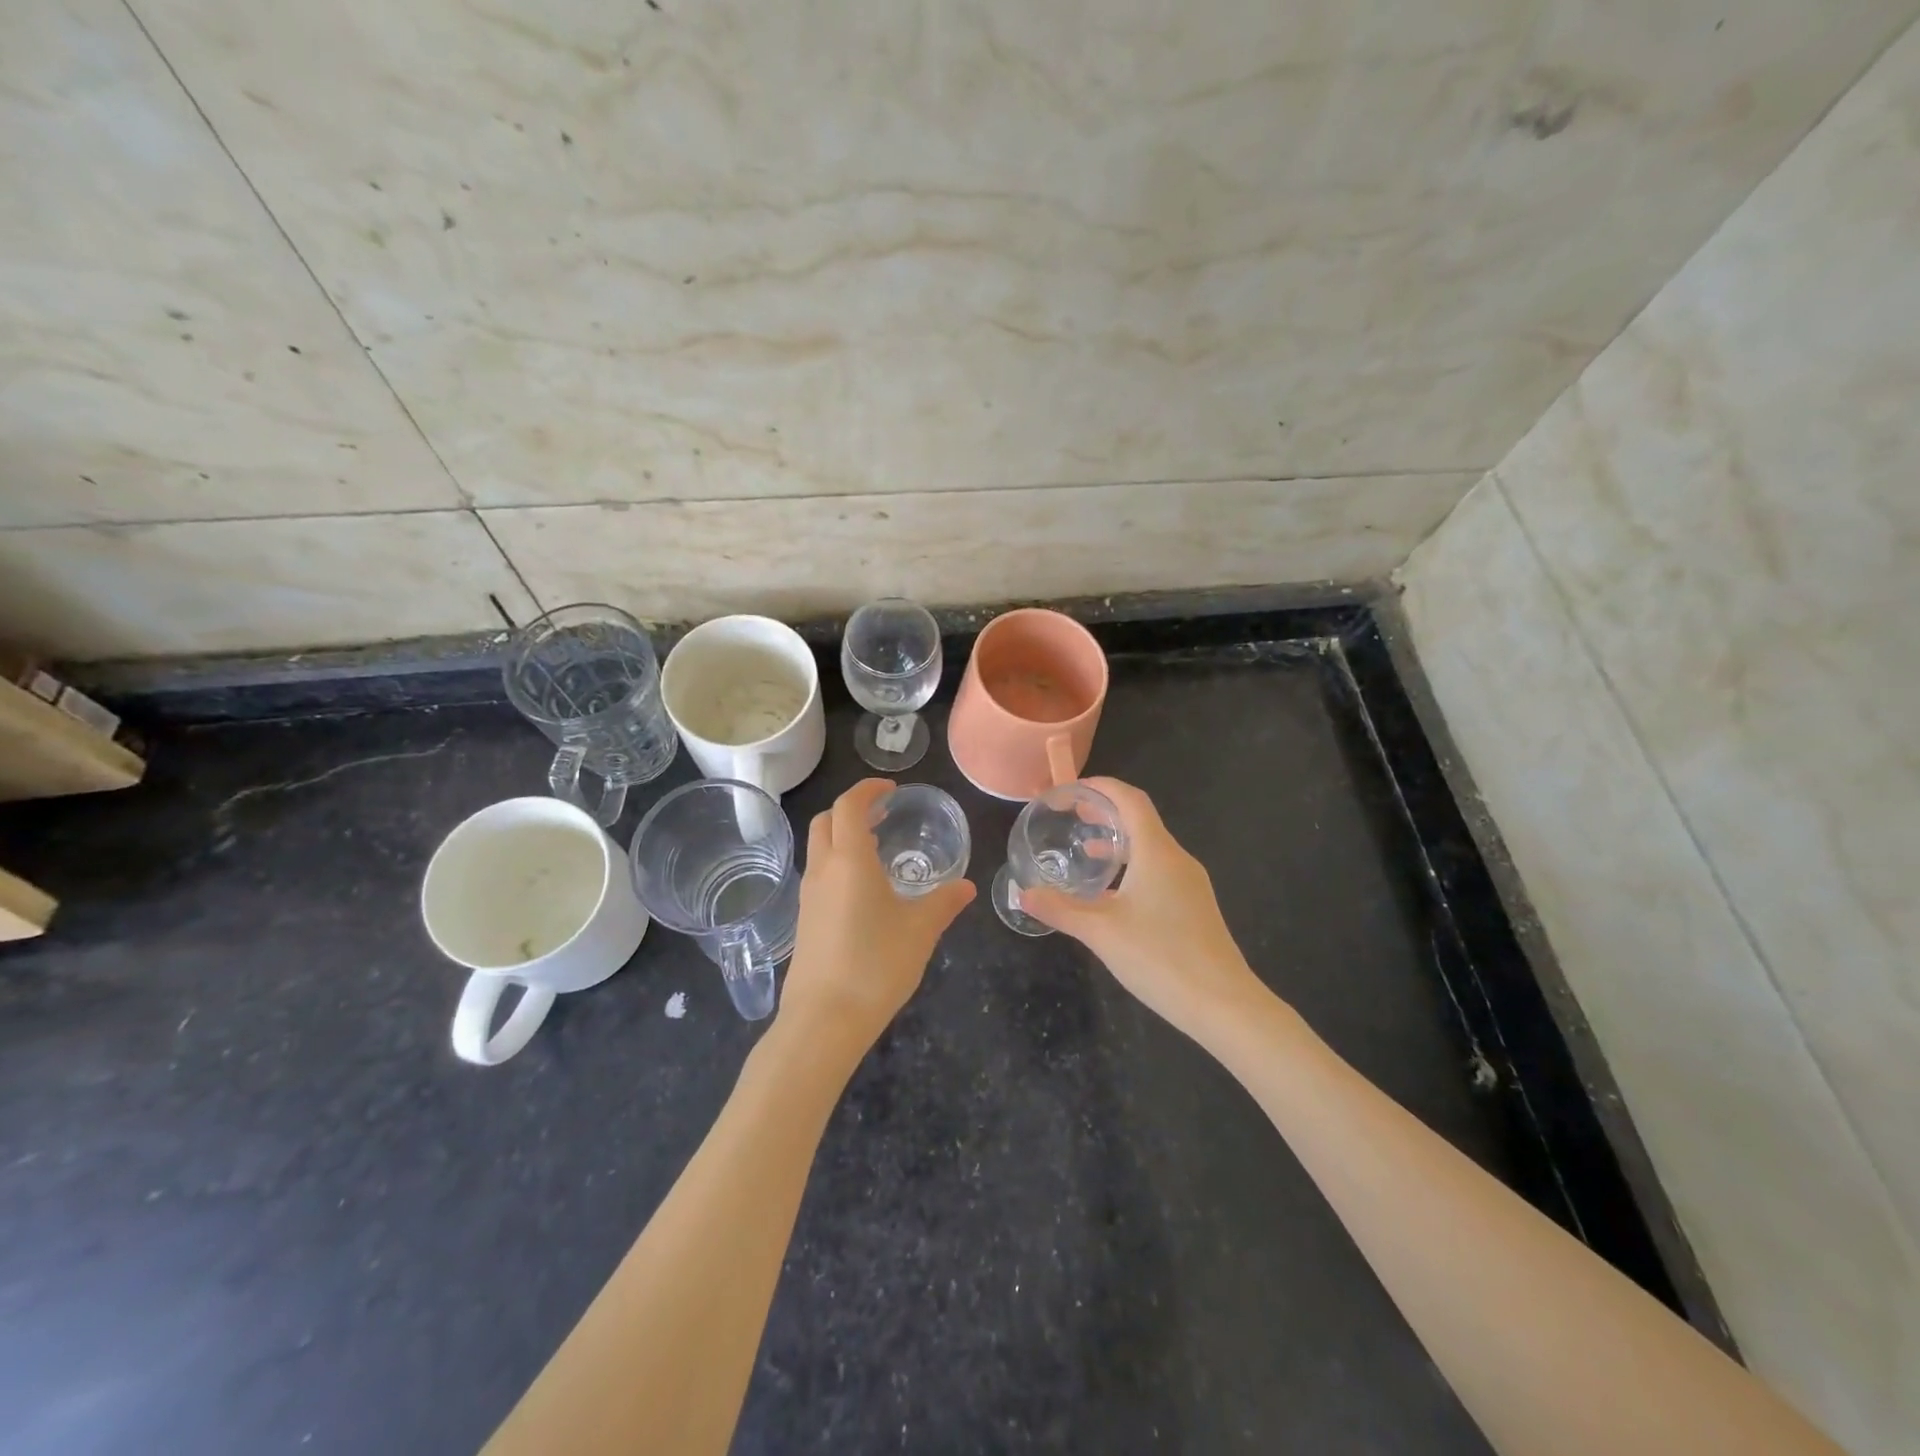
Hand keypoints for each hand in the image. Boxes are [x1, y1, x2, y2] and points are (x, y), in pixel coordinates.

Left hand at [778, 779, 975, 1053]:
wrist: (824, 1019)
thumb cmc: (876, 964)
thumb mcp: (920, 931)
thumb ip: (944, 903)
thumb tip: (966, 886)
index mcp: (850, 860)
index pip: (849, 805)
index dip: (868, 790)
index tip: (891, 790)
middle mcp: (823, 870)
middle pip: (825, 821)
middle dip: (852, 809)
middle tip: (883, 815)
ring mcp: (809, 896)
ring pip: (819, 848)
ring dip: (843, 837)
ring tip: (878, 850)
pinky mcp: (805, 920)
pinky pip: (819, 875)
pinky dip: (839, 864)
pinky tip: (865, 891)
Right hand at [1020, 777, 1265, 1039]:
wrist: (1223, 1005)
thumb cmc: (1160, 957)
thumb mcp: (1100, 932)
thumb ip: (1059, 909)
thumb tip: (1021, 893)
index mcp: (1157, 852)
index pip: (1131, 800)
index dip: (1102, 787)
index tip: (1072, 789)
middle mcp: (1177, 859)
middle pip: (1141, 820)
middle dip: (1106, 812)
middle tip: (1071, 814)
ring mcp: (1190, 884)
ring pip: (1150, 848)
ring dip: (1118, 841)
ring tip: (1086, 848)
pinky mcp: (1194, 907)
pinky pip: (1158, 871)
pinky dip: (1132, 866)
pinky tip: (1111, 894)